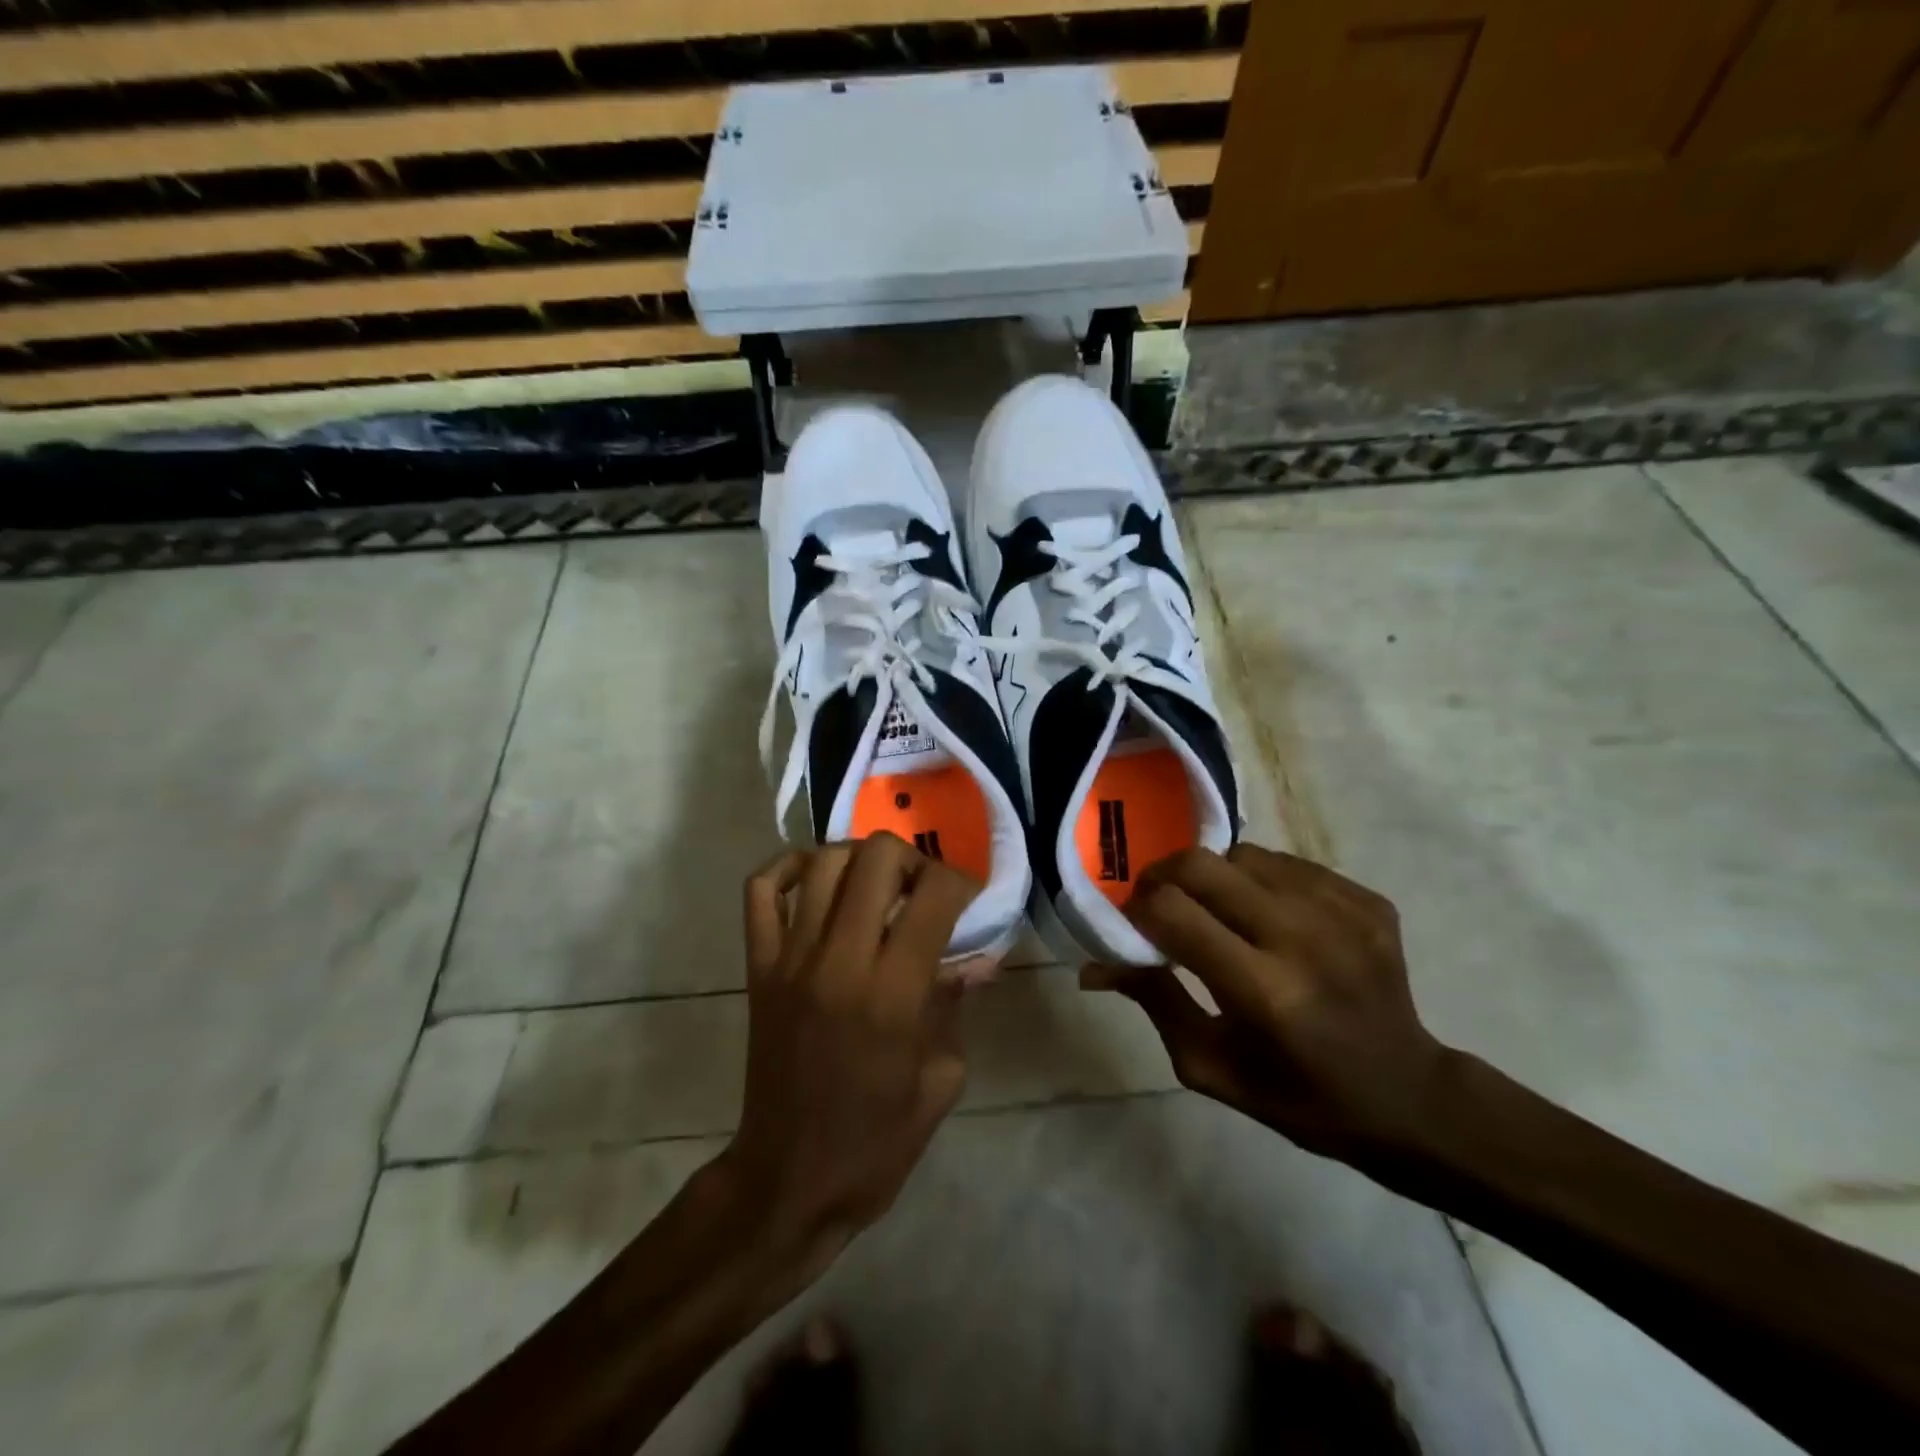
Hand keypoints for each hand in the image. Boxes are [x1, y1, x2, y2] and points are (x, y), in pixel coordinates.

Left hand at [718, 834, 976, 1273]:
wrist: (789, 1180)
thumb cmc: (876, 1142)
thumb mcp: (941, 1080)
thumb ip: (956, 1005)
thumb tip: (976, 957)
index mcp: (893, 994)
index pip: (933, 896)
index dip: (961, 880)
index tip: (969, 896)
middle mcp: (840, 962)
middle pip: (876, 858)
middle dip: (912, 859)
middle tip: (922, 889)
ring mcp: (791, 960)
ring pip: (823, 863)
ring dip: (860, 858)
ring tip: (877, 884)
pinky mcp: (758, 967)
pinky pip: (762, 891)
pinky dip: (789, 867)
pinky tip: (817, 878)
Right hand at [1088, 844, 1451, 1165]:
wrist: (1410, 1096)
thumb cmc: (1299, 1096)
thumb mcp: (1210, 1065)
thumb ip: (1153, 1000)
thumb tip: (1095, 965)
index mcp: (1263, 991)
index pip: (1172, 911)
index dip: (1138, 909)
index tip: (1134, 926)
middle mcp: (1303, 938)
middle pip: (1203, 864)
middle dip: (1164, 876)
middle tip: (1162, 904)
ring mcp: (1342, 912)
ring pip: (1244, 855)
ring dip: (1215, 878)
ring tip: (1222, 913)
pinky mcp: (1367, 900)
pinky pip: (1288, 864)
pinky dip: (1262, 882)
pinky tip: (1271, 919)